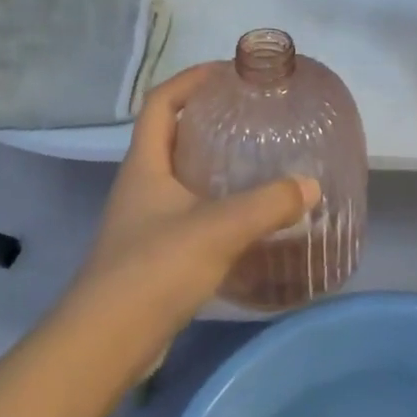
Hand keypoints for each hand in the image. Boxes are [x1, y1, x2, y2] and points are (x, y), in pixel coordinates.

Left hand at [69, 65, 318, 345]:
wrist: (106, 343)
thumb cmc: (154, 269)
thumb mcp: (217, 229)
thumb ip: (267, 205)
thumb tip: (310, 186)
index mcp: (145, 164)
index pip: (161, 102)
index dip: (190, 79)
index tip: (227, 72)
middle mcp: (140, 185)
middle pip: (170, 135)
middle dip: (207, 119)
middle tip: (250, 116)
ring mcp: (143, 221)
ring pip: (179, 176)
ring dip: (211, 163)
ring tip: (255, 161)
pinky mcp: (153, 254)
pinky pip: (187, 213)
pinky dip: (214, 205)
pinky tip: (245, 219)